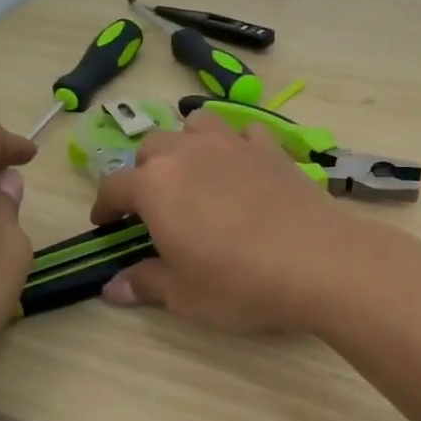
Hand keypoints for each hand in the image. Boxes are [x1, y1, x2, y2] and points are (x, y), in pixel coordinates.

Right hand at [89, 111, 368, 332]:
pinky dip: (236, 144)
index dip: (105, 205)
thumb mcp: (184, 295)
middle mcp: (187, 153)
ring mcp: (232, 144)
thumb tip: (112, 288)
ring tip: (194, 171)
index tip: (105, 223)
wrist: (316, 261)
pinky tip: (243, 167)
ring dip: (186, 143)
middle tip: (154, 204)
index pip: (113, 185)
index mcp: (154, 186)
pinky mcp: (271, 148)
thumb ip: (145, 283)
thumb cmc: (239, 282)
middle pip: (152, 147)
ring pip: (195, 125)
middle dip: (144, 171)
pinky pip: (244, 132)